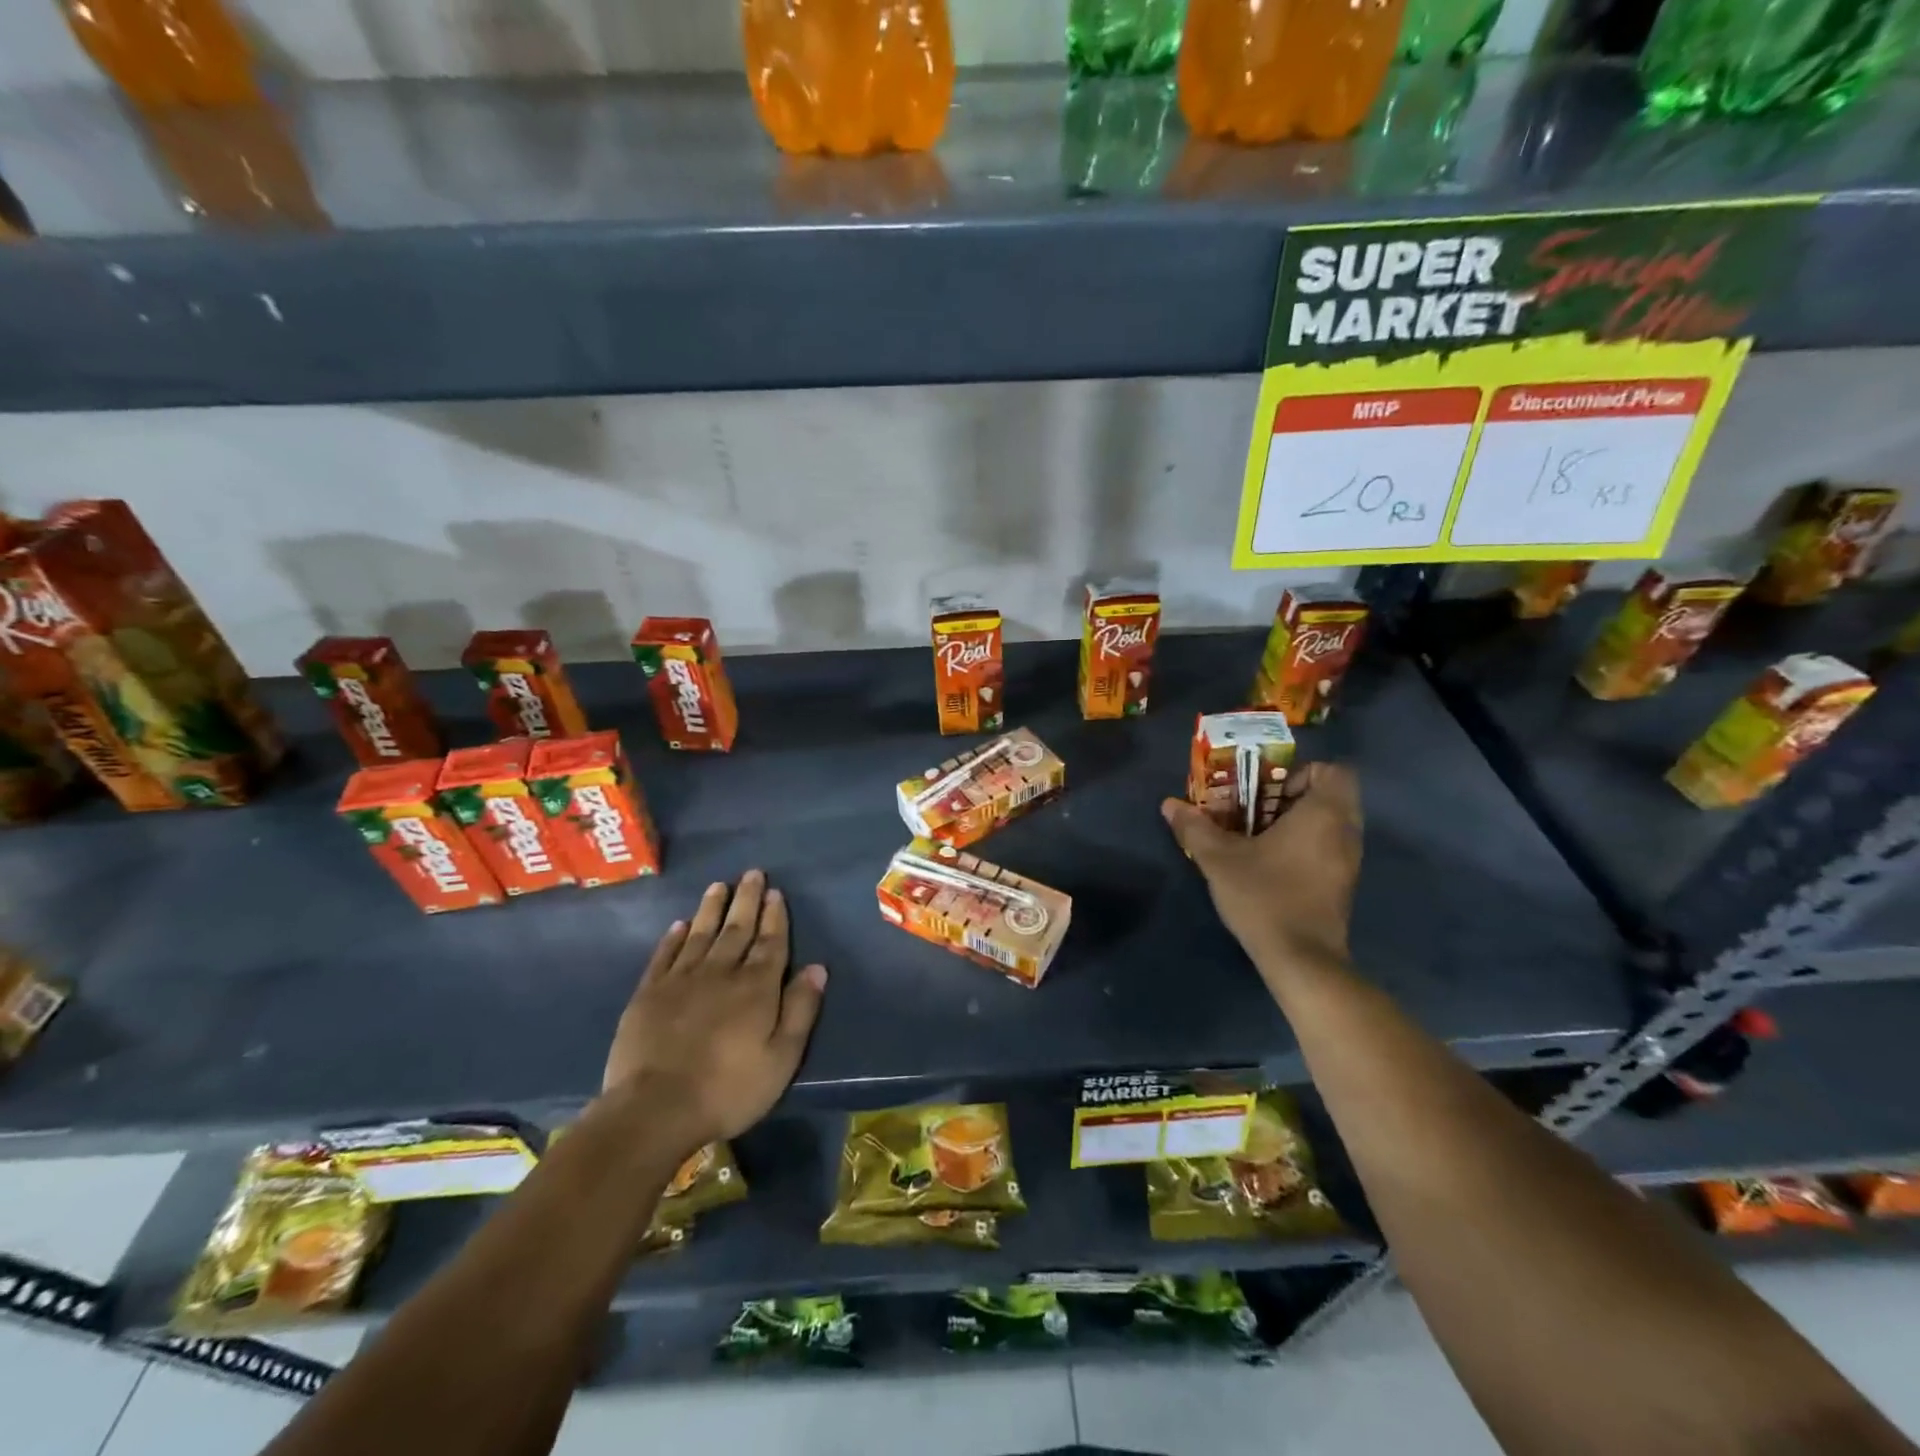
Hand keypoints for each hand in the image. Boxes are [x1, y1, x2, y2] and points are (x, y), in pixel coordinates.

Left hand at [602, 871, 826, 1149]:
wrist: (655, 1110)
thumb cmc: (729, 1089)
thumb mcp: (782, 1058)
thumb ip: (800, 1009)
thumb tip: (817, 967)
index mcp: (756, 987)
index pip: (771, 942)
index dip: (775, 917)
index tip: (776, 893)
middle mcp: (721, 972)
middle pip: (737, 929)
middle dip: (747, 900)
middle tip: (752, 873)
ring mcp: (681, 980)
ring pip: (701, 934)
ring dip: (712, 908)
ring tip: (719, 885)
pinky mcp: (648, 994)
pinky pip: (664, 955)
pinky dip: (673, 938)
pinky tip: (679, 925)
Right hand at [1161, 761, 1362, 980]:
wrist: (1301, 960)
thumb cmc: (1265, 896)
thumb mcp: (1219, 859)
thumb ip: (1195, 827)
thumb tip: (1169, 804)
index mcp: (1324, 813)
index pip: (1333, 770)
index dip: (1300, 772)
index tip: (1266, 790)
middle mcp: (1346, 832)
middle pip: (1329, 795)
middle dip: (1290, 797)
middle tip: (1253, 810)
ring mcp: (1349, 861)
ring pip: (1328, 824)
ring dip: (1296, 823)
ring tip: (1256, 837)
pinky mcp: (1343, 885)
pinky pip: (1327, 848)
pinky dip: (1304, 846)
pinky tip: (1270, 865)